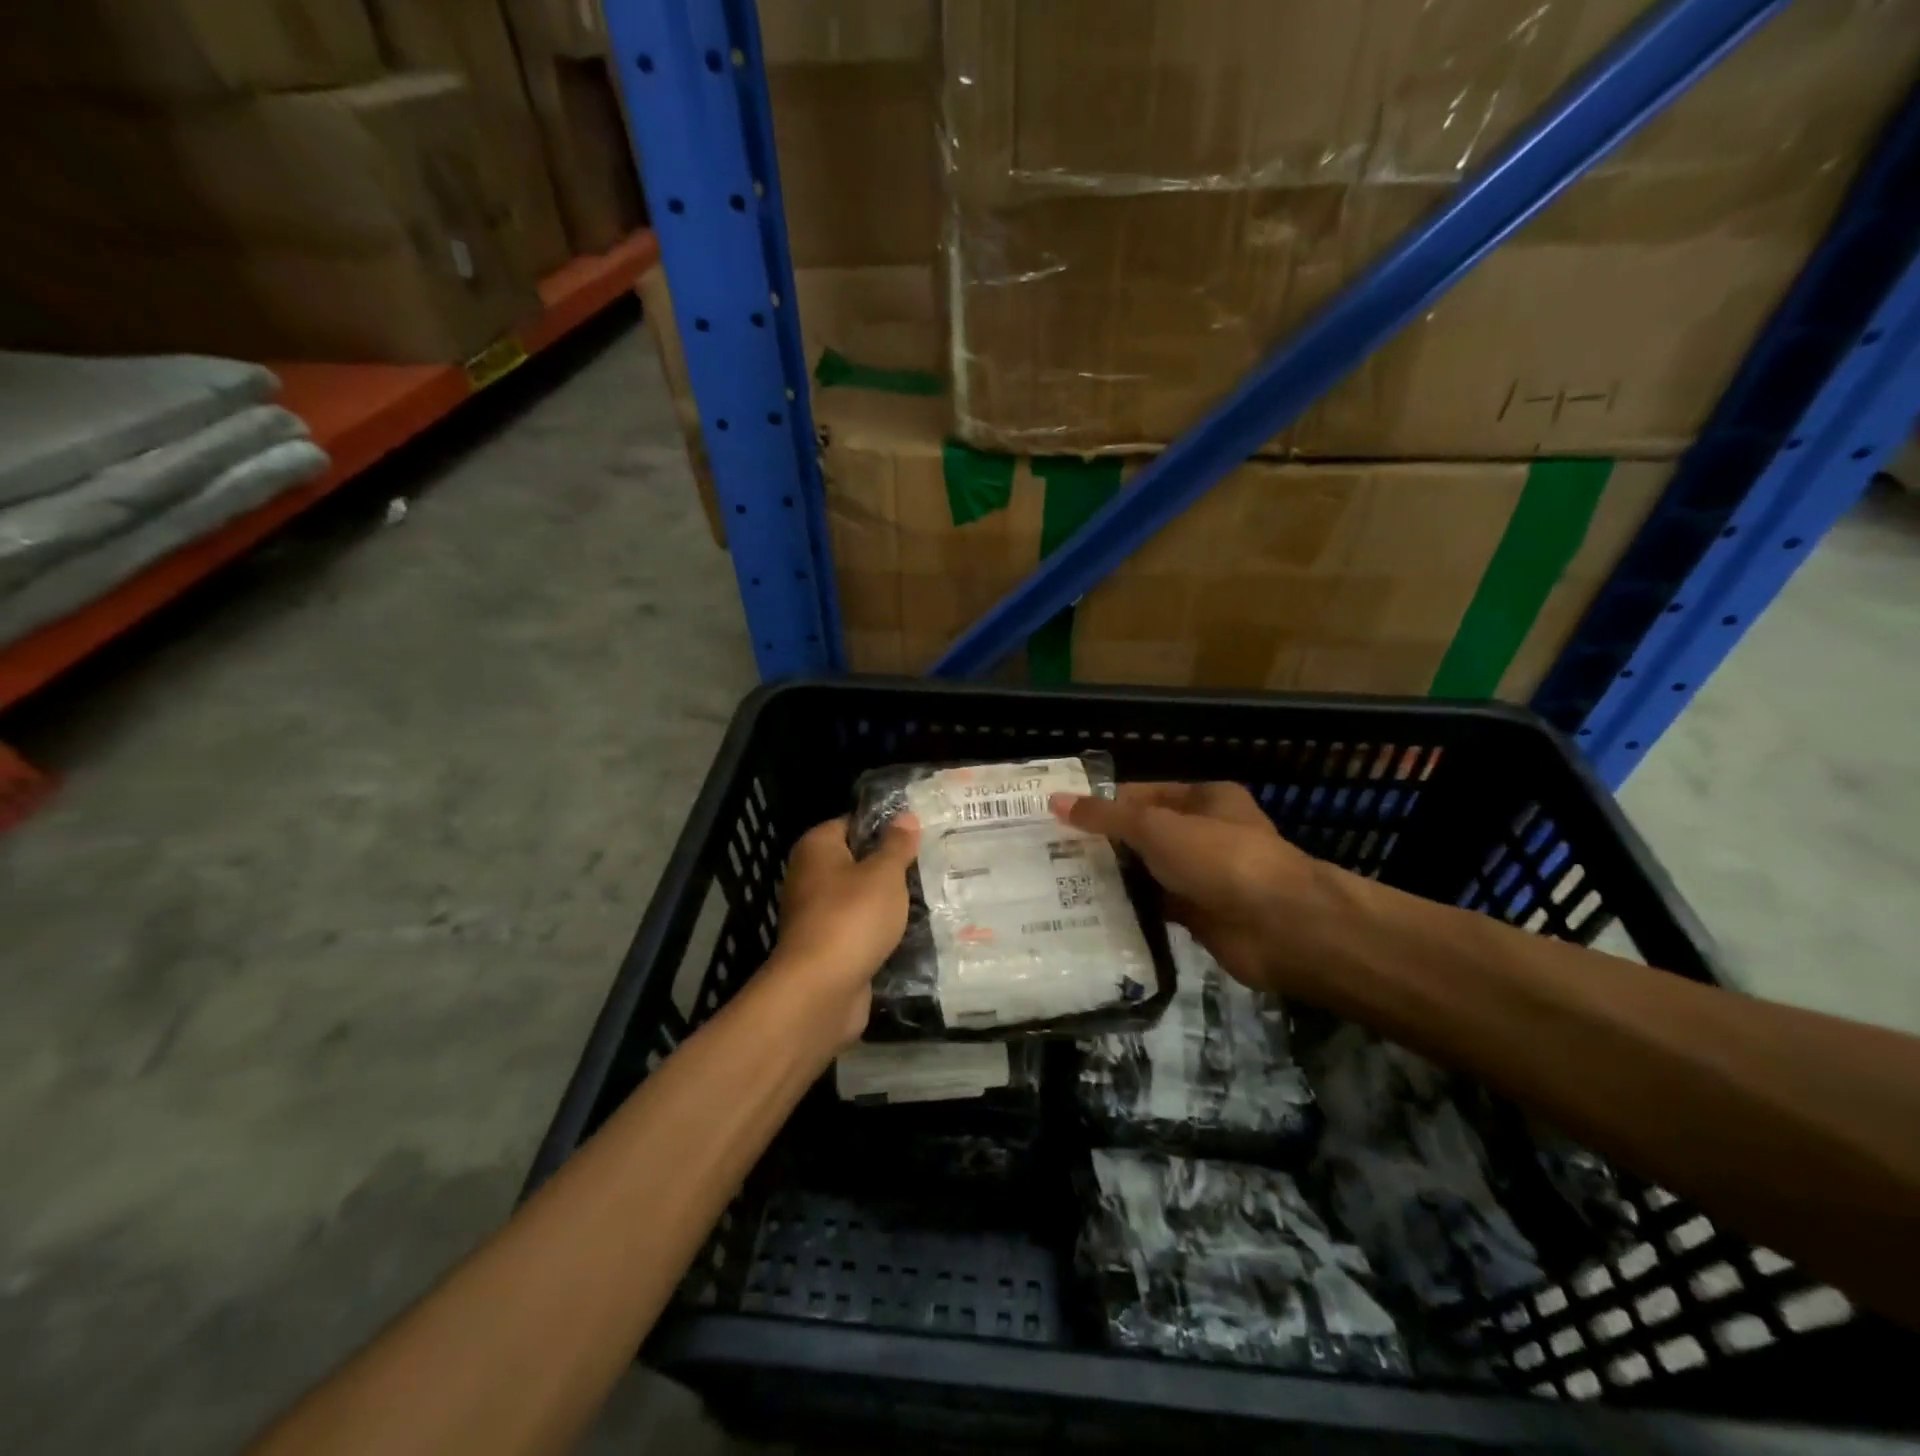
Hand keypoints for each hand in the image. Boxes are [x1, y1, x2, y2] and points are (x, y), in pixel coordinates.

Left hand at [770, 813, 919, 1047]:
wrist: (821, 990)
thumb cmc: (852, 918)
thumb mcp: (884, 874)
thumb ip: (897, 845)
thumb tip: (906, 816)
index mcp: (816, 848)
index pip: (852, 823)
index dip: (884, 826)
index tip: (919, 834)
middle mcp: (809, 876)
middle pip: (856, 861)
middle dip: (889, 866)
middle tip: (929, 864)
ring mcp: (815, 914)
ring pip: (859, 897)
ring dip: (886, 901)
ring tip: (928, 895)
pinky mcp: (826, 947)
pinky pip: (858, 928)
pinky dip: (878, 930)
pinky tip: (909, 930)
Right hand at [1051, 783, 1331, 998]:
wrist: (1281, 928)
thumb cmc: (1220, 859)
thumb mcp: (1157, 827)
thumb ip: (1106, 817)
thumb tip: (1055, 801)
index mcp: (1204, 799)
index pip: (1142, 794)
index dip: (1102, 804)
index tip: (1058, 818)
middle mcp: (1205, 834)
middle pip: (1144, 834)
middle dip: (1103, 844)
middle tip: (1049, 854)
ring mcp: (1204, 877)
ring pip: (1149, 873)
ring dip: (1115, 879)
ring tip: (1059, 884)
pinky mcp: (1200, 916)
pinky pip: (1156, 908)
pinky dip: (1131, 910)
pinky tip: (1092, 914)